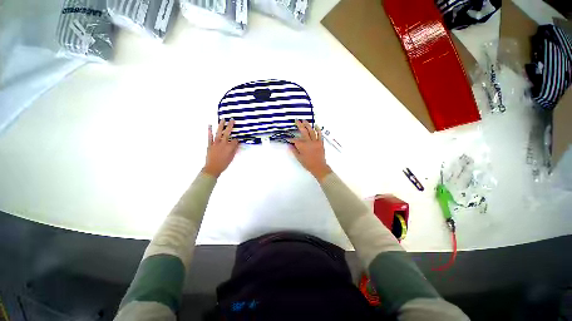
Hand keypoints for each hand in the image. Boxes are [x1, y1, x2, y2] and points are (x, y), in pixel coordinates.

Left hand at [202, 119, 238, 177]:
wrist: (212, 168)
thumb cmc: (224, 164)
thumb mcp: (232, 157)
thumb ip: (234, 149)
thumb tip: (237, 143)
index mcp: (230, 147)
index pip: (235, 140)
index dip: (238, 139)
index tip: (239, 138)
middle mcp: (223, 144)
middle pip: (227, 133)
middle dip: (230, 126)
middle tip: (232, 120)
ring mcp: (216, 143)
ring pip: (219, 133)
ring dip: (221, 126)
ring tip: (223, 119)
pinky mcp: (210, 144)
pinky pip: (210, 137)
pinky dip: (209, 131)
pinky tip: (210, 125)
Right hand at [289, 120, 331, 180]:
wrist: (319, 167)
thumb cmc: (308, 163)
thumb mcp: (299, 158)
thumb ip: (294, 150)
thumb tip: (289, 145)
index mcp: (302, 146)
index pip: (295, 140)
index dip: (290, 139)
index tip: (288, 138)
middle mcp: (308, 142)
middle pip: (303, 131)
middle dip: (299, 125)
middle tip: (296, 120)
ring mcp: (315, 141)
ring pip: (311, 131)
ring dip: (307, 125)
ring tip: (304, 120)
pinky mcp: (320, 142)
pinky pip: (319, 134)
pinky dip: (318, 129)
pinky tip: (316, 125)